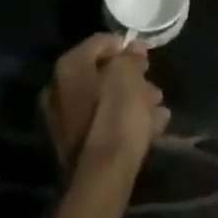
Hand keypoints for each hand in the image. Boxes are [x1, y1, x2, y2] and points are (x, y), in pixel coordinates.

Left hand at [41, 34, 168, 174]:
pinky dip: (125, 120)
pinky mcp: (76, 144)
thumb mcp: (130, 76)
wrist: (104, 174)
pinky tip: (152, 125)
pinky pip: (104, 122)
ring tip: (158, 106)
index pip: (100, 42)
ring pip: (104, 99)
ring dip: (131, 99)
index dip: (124, 45)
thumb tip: (133, 48)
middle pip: (100, 73)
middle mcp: (59, 89)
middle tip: (152, 83)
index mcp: (69, 67)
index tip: (145, 55)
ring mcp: (65, 119)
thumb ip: (131, 58)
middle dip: (129, 76)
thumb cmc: (117, 114)